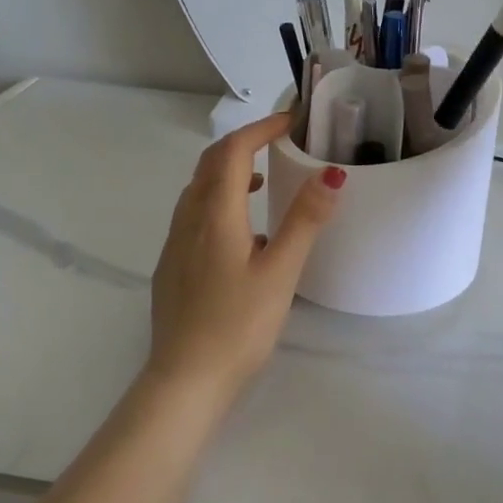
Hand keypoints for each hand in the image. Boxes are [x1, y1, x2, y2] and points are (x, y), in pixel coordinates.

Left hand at [145, 111, 344, 392]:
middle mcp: (188, 221)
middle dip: (242, 145)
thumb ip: (304, 221)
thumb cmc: (238, 326)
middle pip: (209, 165)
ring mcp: (175, 245)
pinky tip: (243, 236)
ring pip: (198, 191)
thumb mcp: (280, 273)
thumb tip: (330, 174)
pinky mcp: (172, 268)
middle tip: (277, 144)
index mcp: (215, 215)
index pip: (232, 151)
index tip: (290, 122)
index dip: (260, 129)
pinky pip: (194, 217)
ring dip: (228, 174)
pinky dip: (218, 203)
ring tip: (263, 184)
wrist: (185, 381)